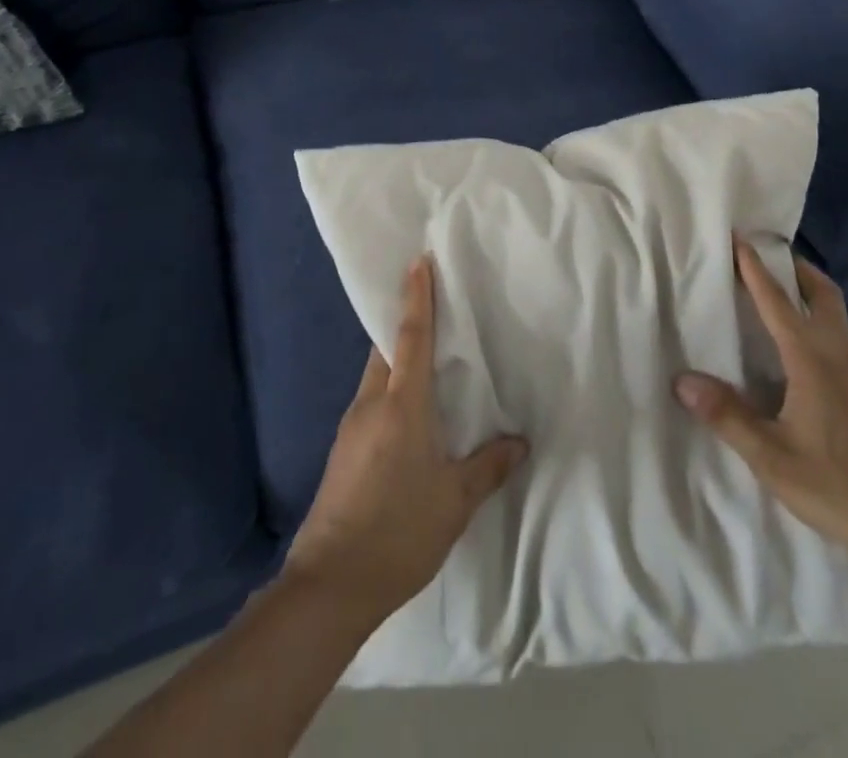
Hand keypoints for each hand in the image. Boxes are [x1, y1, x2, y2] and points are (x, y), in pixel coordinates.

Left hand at [285, 256, 528, 623]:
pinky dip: (389, 390)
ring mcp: (351, 428)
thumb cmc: (398, 531)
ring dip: (397, 358)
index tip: (417, 262)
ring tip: (428, 360)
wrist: (328, 586)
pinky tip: (409, 415)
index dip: (416, 298)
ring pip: (376, 375)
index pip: (411, 337)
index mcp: (401, 405)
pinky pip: (370, 401)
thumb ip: (488, 467)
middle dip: (405, 322)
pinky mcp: (343, 451)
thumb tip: (519, 442)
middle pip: (386, 349)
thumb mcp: (454, 500)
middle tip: (431, 304)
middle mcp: (371, 404)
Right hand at [674, 237, 847, 561]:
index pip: (778, 301)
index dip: (755, 268)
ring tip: (775, 293)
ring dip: (807, 292)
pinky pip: (834, 339)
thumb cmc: (841, 486)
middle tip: (766, 254)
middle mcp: (836, 355)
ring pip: (833, 315)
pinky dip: (813, 322)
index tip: (738, 237)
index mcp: (811, 360)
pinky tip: (793, 351)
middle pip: (822, 293)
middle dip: (795, 267)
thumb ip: (728, 416)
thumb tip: (682, 380)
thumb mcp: (773, 458)